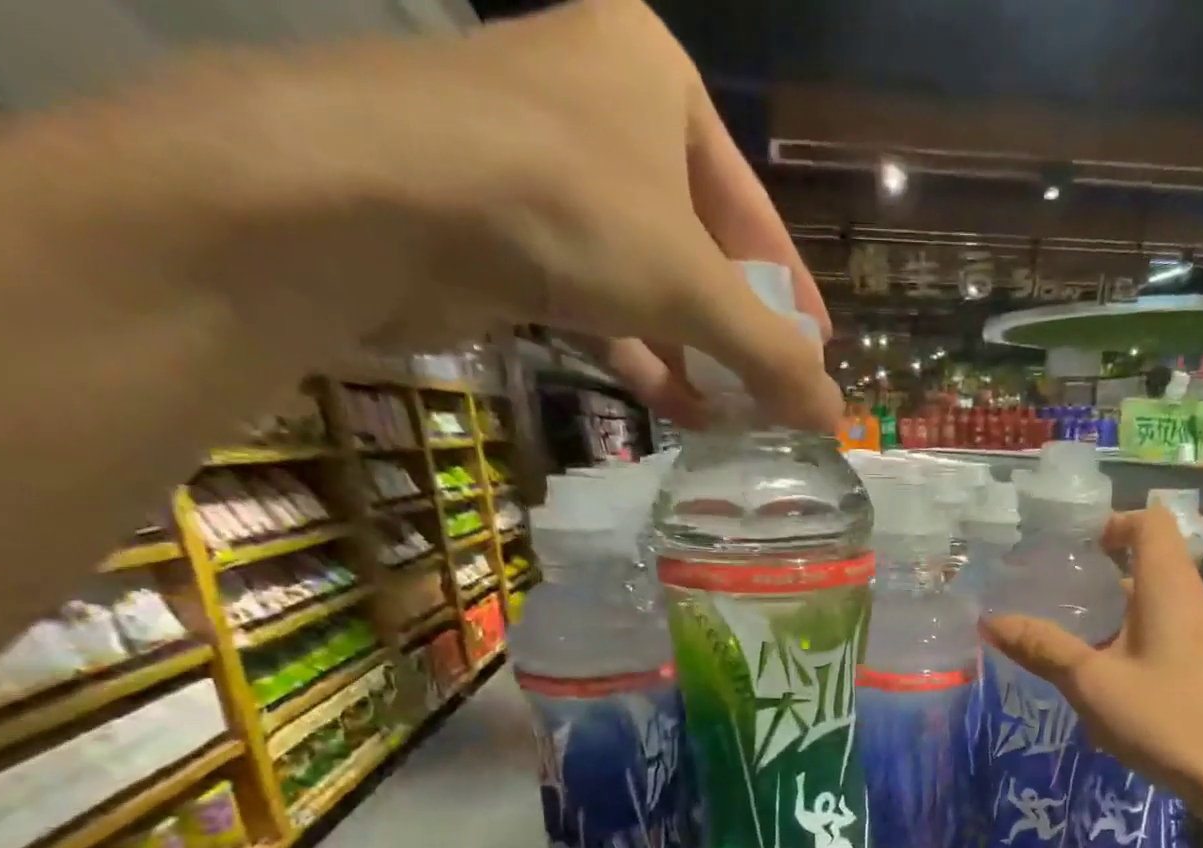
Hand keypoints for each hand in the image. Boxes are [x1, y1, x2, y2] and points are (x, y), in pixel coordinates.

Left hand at [368, 0, 838, 431]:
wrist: (367, 198)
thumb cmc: (564, 208)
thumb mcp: (692, 285)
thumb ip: (770, 353)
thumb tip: (836, 416)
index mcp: (656, 75)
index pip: (754, 209)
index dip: (792, 291)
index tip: (818, 353)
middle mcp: (601, 106)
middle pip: (700, 246)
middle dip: (738, 332)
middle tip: (775, 394)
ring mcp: (543, 165)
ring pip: (646, 277)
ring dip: (693, 354)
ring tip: (734, 417)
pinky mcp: (501, 224)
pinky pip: (596, 296)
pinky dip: (638, 352)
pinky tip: (675, 406)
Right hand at [981, 507, 1202, 813]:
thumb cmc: (1166, 719)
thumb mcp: (1092, 683)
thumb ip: (1043, 648)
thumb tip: (991, 620)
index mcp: (1169, 588)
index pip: (1150, 522)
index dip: (1113, 523)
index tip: (1074, 549)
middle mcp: (1194, 601)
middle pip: (1153, 559)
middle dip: (1104, 569)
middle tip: (1059, 591)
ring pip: (1158, 600)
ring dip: (1117, 607)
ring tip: (1073, 633)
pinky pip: (1166, 632)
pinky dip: (1132, 636)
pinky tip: (1107, 677)